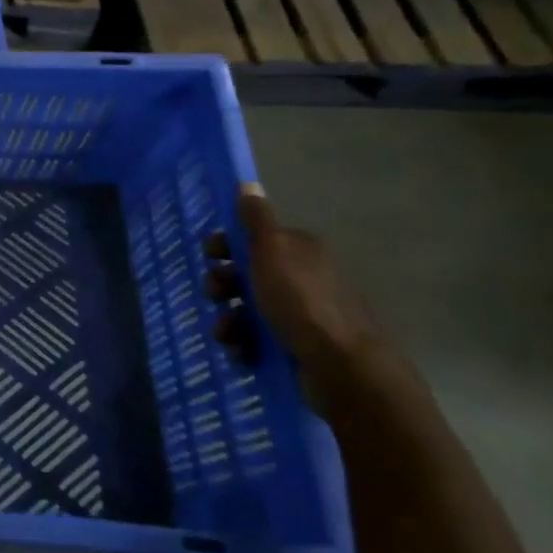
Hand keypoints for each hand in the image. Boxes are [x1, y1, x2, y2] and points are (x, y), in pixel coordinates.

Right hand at [203, 184, 386, 413]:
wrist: (343, 368)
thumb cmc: (301, 302)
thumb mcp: (271, 252)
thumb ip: (256, 220)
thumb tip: (247, 183)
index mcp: (298, 251)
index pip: (253, 239)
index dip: (226, 246)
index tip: (210, 256)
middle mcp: (301, 278)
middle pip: (246, 274)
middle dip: (223, 285)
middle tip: (216, 296)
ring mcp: (301, 315)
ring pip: (248, 309)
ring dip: (228, 320)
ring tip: (227, 334)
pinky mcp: (298, 347)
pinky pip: (258, 340)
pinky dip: (244, 344)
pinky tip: (241, 352)